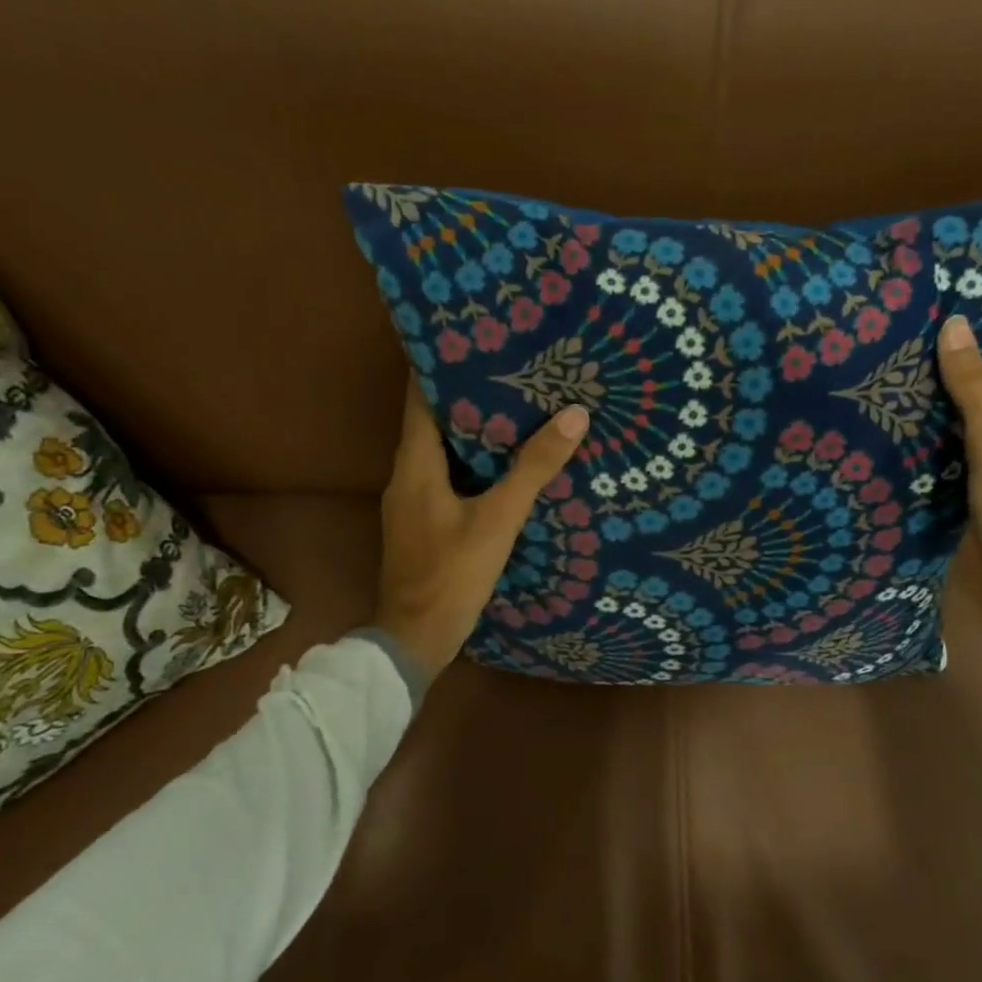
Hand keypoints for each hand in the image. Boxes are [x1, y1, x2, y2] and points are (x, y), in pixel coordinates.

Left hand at [374, 380, 590, 686]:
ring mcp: (413, 501)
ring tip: (518, 408)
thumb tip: (574, 415)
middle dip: (469, 395)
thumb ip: (533, 469)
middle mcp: (407, 474)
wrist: (414, 639)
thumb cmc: (451, 574)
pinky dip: (474, 463)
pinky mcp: (424, 522)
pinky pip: (448, 477)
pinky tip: (506, 465)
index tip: (480, 342)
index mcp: (414, 463)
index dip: (443, 365)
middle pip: (434, 420)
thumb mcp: (498, 519)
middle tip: (513, 371)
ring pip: (442, 451)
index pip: (420, 396)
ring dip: (474, 431)